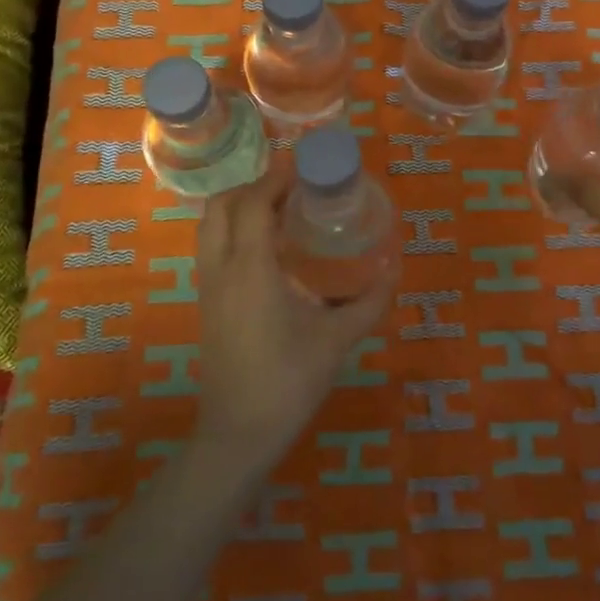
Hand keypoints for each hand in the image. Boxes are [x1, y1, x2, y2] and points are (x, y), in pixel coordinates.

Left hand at [191, 164, 395, 467]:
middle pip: (222, 205)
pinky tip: (265, 248)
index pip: (255, 202)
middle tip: (291, 187)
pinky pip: (211, 247)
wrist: (238, 434)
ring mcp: (208, 286)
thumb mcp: (337, 340)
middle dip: (253, 185)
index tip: (303, 166)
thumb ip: (369, 302)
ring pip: (209, 225)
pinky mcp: (206, 303)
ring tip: (278, 210)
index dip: (276, 177)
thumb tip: (393, 269)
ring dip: (238, 205)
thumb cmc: (288, 381)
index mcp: (251, 268)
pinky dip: (231, 229)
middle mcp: (222, 268)